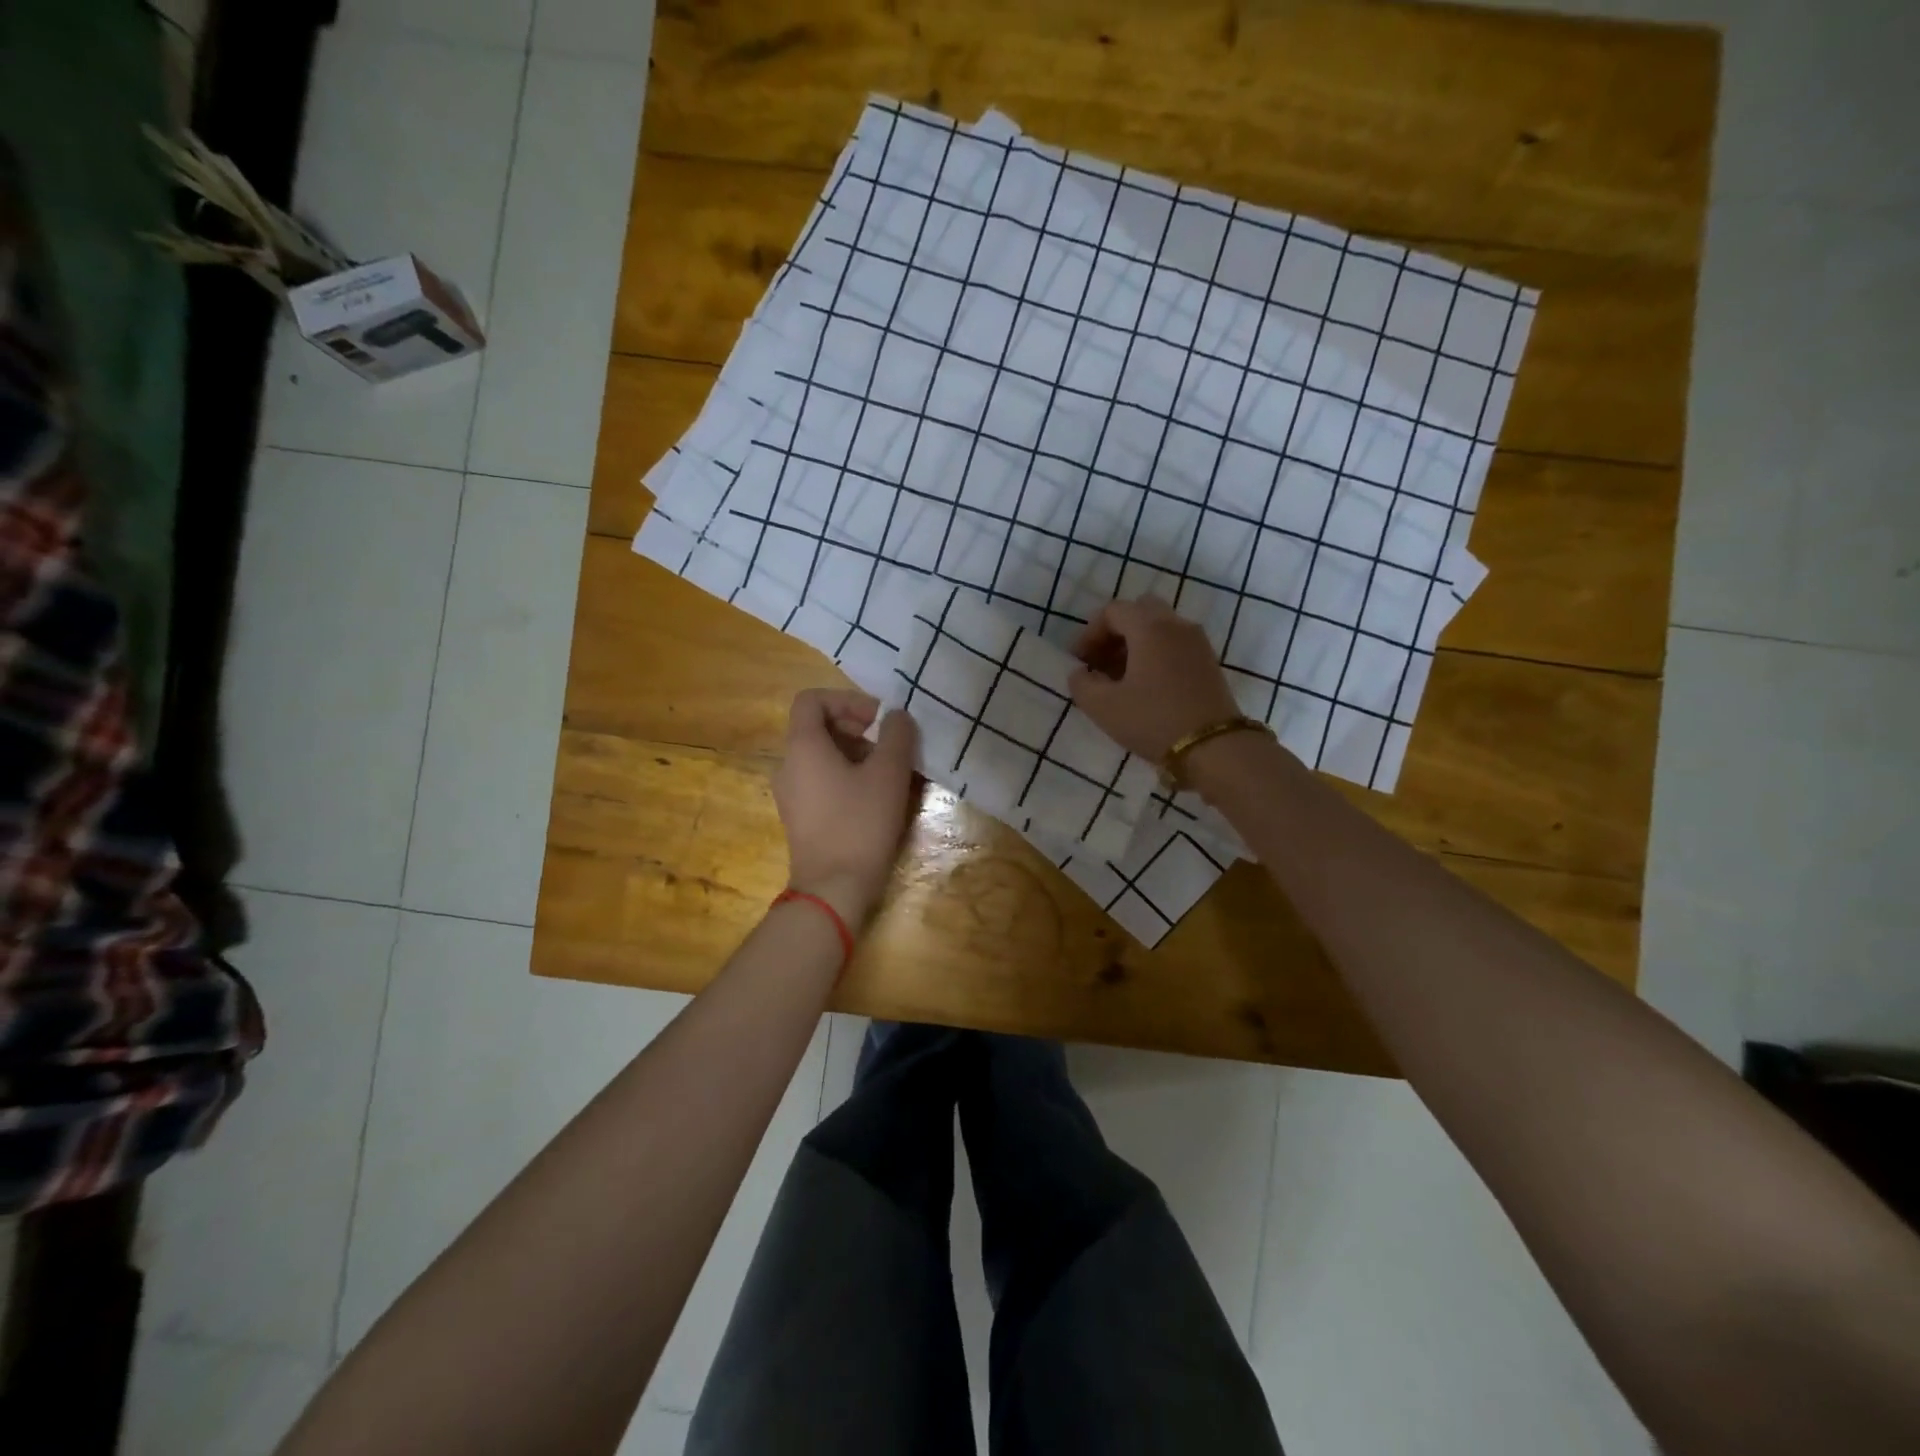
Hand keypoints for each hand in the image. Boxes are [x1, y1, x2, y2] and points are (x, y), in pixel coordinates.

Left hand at [773, 689, 919, 925]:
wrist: (833, 889)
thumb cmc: (860, 823)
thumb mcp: (888, 773)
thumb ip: (896, 735)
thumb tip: (896, 717)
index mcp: (803, 747)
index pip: (812, 700)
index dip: (847, 700)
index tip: (877, 720)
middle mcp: (788, 765)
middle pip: (818, 728)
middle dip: (857, 729)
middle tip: (889, 747)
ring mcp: (790, 794)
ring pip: (822, 757)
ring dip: (856, 755)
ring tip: (889, 774)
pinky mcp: (799, 818)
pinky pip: (821, 782)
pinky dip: (846, 778)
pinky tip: (875, 799)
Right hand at [1067, 598, 1242, 762]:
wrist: (1213, 748)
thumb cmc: (1153, 720)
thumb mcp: (1103, 707)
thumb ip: (1081, 684)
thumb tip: (1080, 673)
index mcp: (1150, 628)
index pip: (1112, 611)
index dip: (1089, 633)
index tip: (1079, 662)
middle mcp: (1176, 625)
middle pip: (1140, 611)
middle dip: (1115, 632)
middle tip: (1101, 662)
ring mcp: (1197, 642)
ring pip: (1160, 627)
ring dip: (1136, 644)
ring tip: (1120, 679)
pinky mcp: (1209, 662)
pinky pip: (1175, 644)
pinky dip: (1156, 654)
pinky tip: (1145, 687)